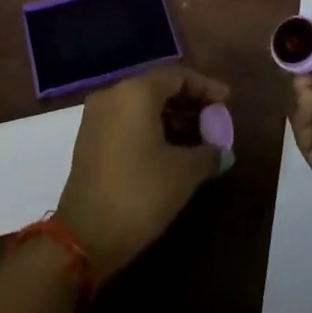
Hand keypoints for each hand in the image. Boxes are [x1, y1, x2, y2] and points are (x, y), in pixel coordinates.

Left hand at [55, 65, 228, 278]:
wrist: (85, 236)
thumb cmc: (140, 194)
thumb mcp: (183, 174)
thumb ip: (209, 154)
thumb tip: (223, 152)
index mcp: (135, 92)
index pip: (176, 76)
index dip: (205, 87)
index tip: (227, 101)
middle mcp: (112, 94)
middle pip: (157, 87)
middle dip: (189, 102)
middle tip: (214, 120)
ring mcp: (97, 117)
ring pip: (141, 105)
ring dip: (170, 117)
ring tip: (198, 137)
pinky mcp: (89, 139)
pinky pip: (127, 121)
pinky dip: (150, 127)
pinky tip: (170, 149)